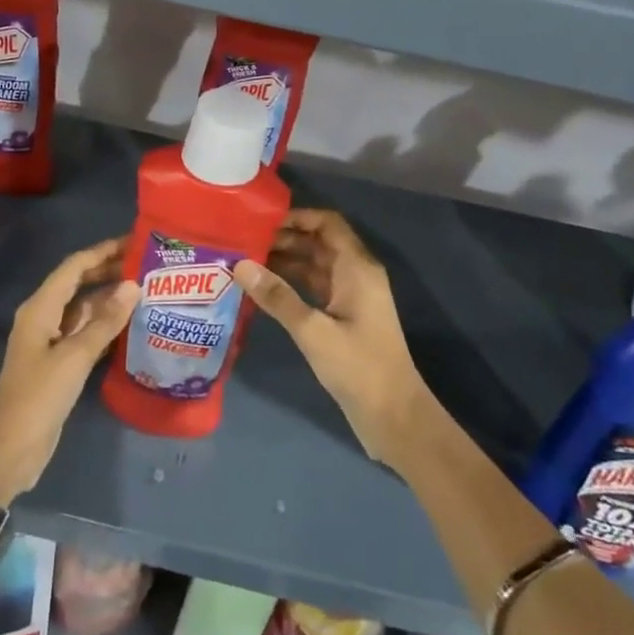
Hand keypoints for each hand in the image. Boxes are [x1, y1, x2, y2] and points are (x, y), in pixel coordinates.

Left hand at [0, 238, 139, 505]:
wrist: (10, 452)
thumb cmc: (38, 398)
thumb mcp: (74, 358)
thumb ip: (105, 322)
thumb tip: (133, 285)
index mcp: (39, 308)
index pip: (74, 267)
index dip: (103, 251)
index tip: (134, 241)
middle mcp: (43, 317)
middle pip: (78, 284)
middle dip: (108, 271)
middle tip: (146, 264)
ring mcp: (50, 341)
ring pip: (83, 309)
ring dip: (110, 299)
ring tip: (146, 290)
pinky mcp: (58, 363)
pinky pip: (85, 332)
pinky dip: (105, 325)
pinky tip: (131, 325)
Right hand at [233, 210, 432, 464]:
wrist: (394, 416)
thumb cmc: (358, 367)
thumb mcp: (313, 331)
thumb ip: (277, 297)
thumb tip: (240, 265)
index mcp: (357, 267)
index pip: (327, 223)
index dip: (297, 217)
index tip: (261, 221)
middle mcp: (356, 274)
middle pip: (318, 242)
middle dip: (283, 239)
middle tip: (243, 242)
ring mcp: (350, 297)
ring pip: (314, 266)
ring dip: (284, 262)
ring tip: (245, 262)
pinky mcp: (343, 318)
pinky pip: (314, 288)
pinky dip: (291, 284)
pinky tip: (262, 290)